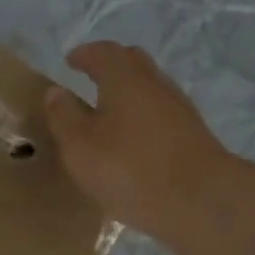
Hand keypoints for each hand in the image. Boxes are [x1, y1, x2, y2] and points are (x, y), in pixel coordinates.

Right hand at [44, 41, 232, 240]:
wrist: (199, 200)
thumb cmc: (129, 169)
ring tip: (109, 112)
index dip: (85, 55)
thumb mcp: (80, 147)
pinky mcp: (192, 136)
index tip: (70, 61)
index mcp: (125, 80)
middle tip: (91, 77)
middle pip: (133, 63)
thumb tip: (55, 92)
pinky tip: (133, 140)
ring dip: (129, 93)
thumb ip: (64, 117)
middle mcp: (155, 85)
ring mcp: (179, 110)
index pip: (103, 53)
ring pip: (150, 89)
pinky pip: (161, 115)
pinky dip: (143, 117)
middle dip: (111, 65)